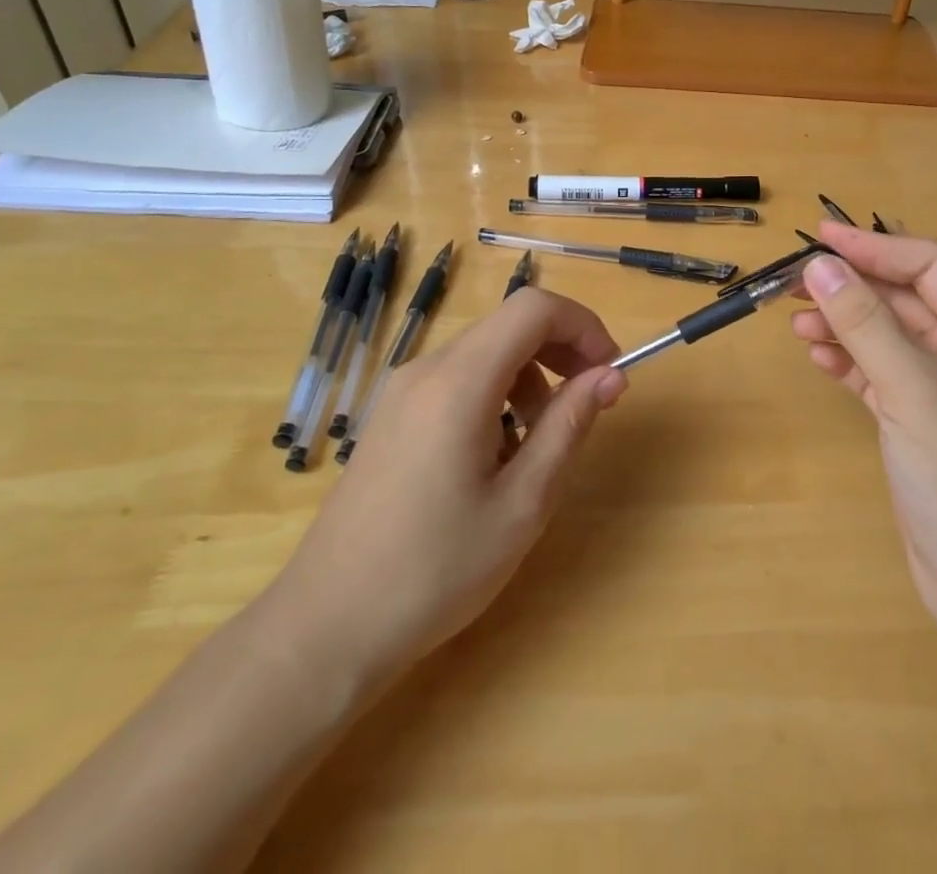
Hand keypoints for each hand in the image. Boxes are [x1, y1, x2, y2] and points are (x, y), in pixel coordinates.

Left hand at [264, 288, 624, 692]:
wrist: (326, 628)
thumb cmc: (435, 570)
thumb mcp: (522, 503)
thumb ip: (569, 427)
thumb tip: (610, 375)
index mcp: (459, 382)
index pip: (533, 309)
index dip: (582, 325)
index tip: (609, 370)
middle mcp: (427, 370)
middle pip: (509, 326)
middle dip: (561, 351)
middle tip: (589, 403)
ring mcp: (402, 391)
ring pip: (485, 352)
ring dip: (529, 377)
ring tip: (540, 443)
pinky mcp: (392, 416)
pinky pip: (457, 379)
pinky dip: (495, 394)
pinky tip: (495, 456)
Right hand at [792, 222, 936, 651]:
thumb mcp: (913, 389)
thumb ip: (864, 323)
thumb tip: (819, 266)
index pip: (928, 266)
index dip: (875, 246)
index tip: (821, 237)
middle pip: (902, 299)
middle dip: (851, 287)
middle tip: (795, 280)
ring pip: (885, 337)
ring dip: (842, 324)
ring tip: (796, 322)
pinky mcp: (916, 424)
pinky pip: (876, 374)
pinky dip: (847, 361)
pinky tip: (818, 356)